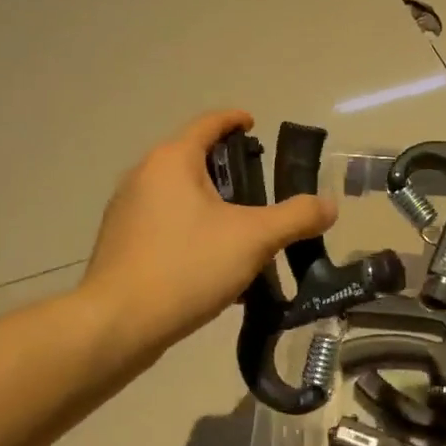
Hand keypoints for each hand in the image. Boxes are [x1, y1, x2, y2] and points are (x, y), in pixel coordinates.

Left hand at [82, 110, 335, 361]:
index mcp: (172, 160)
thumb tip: (329, 205)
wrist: (116, 325)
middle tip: (261, 188)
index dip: (235, 120)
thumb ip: (296, 218)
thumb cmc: (186, 266)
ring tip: (243, 230)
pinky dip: (191, 230)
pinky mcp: (120, 243)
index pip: (209, 123)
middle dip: (228, 170)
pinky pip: (165, 224)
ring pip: (179, 195)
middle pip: (193, 159)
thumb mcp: (253, 239)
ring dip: (211, 205)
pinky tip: (213, 264)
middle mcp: (144, 176)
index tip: (256, 126)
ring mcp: (126, 210)